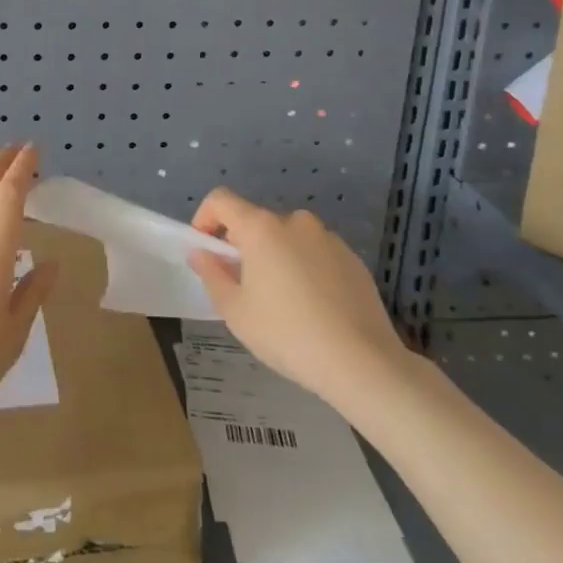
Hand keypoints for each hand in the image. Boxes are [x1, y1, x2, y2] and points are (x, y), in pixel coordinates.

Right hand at [187, 187, 413, 406]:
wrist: (362, 363)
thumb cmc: (287, 334)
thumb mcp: (236, 311)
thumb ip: (212, 275)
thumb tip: (201, 253)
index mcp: (261, 228)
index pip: (221, 200)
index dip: (205, 218)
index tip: (206, 250)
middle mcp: (296, 222)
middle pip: (257, 222)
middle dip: (244, 246)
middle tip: (243, 286)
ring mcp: (329, 238)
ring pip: (289, 239)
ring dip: (277, 257)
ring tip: (282, 301)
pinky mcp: (354, 259)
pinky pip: (317, 254)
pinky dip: (306, 269)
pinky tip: (314, 308)